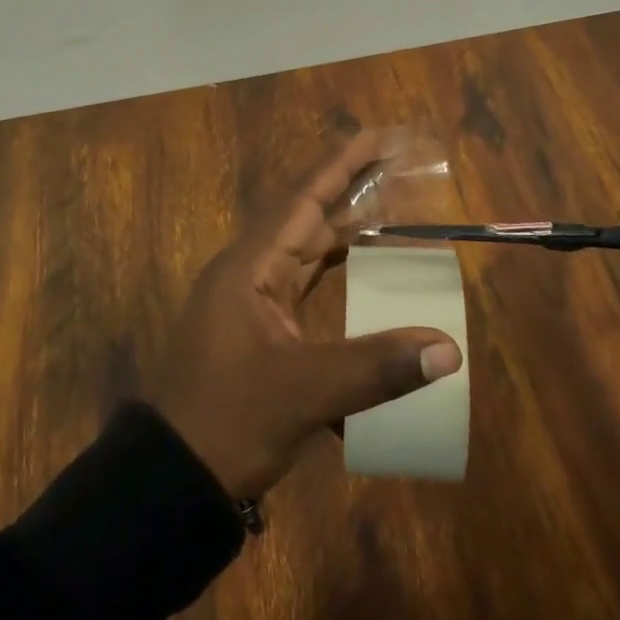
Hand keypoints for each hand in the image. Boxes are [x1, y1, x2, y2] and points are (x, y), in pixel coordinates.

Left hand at [151, 130, 463, 499]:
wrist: (172, 481)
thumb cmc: (228, 421)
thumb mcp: (303, 393)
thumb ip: (376, 369)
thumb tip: (448, 350)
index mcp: (250, 266)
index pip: (304, 199)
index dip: (343, 165)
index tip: (379, 138)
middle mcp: (250, 272)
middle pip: (308, 218)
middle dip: (351, 191)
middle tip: (396, 168)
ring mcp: (251, 302)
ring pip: (305, 252)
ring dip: (345, 233)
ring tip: (390, 211)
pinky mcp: (258, 332)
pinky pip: (302, 288)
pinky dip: (333, 278)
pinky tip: (364, 279)